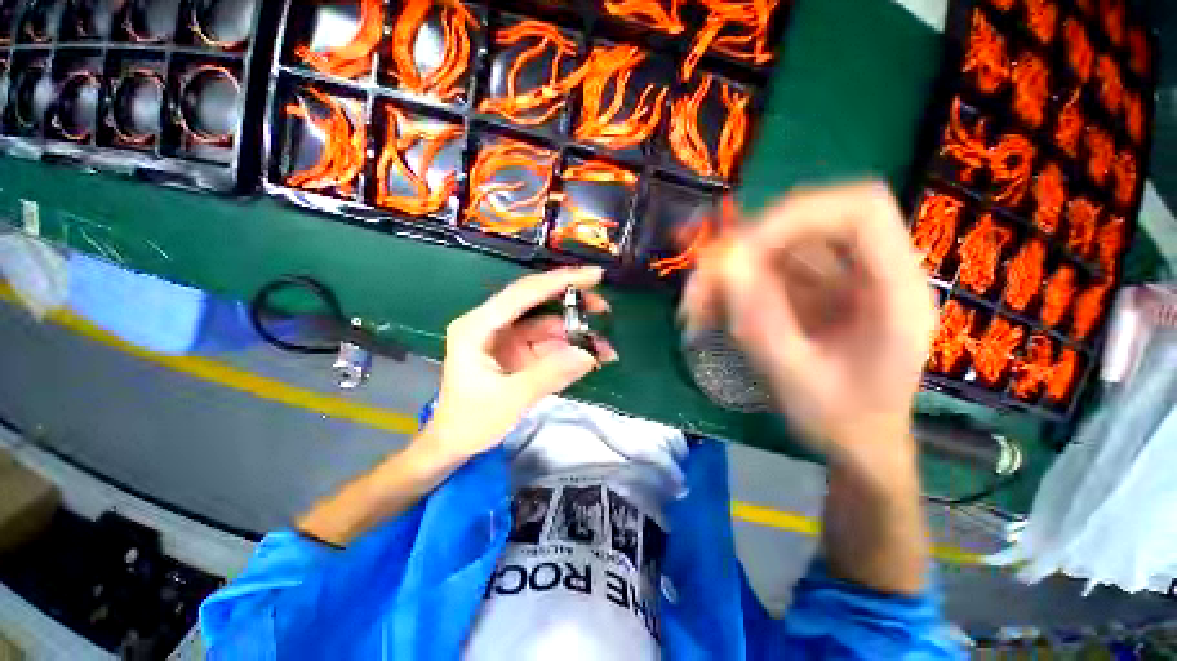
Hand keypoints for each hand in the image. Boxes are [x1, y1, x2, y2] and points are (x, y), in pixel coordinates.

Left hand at [419, 266, 618, 462]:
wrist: (455, 445)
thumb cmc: (470, 422)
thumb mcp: (510, 400)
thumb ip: (549, 375)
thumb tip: (588, 354)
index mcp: (478, 327)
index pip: (523, 293)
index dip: (559, 281)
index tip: (593, 276)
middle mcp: (492, 325)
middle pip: (538, 303)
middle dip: (573, 305)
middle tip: (605, 310)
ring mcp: (507, 338)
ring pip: (548, 326)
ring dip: (577, 334)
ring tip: (606, 349)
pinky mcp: (518, 352)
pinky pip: (549, 344)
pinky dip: (570, 350)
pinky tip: (591, 358)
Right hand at [681, 182, 935, 464]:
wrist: (856, 444)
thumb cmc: (841, 422)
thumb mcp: (798, 380)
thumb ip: (762, 324)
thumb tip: (724, 266)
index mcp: (894, 292)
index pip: (859, 212)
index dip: (795, 217)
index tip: (739, 252)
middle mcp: (869, 273)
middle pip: (806, 221)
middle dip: (744, 247)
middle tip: (701, 282)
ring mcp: (838, 280)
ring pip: (777, 246)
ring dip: (728, 270)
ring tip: (695, 307)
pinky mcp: (811, 291)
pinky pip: (765, 272)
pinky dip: (730, 288)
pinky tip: (708, 314)